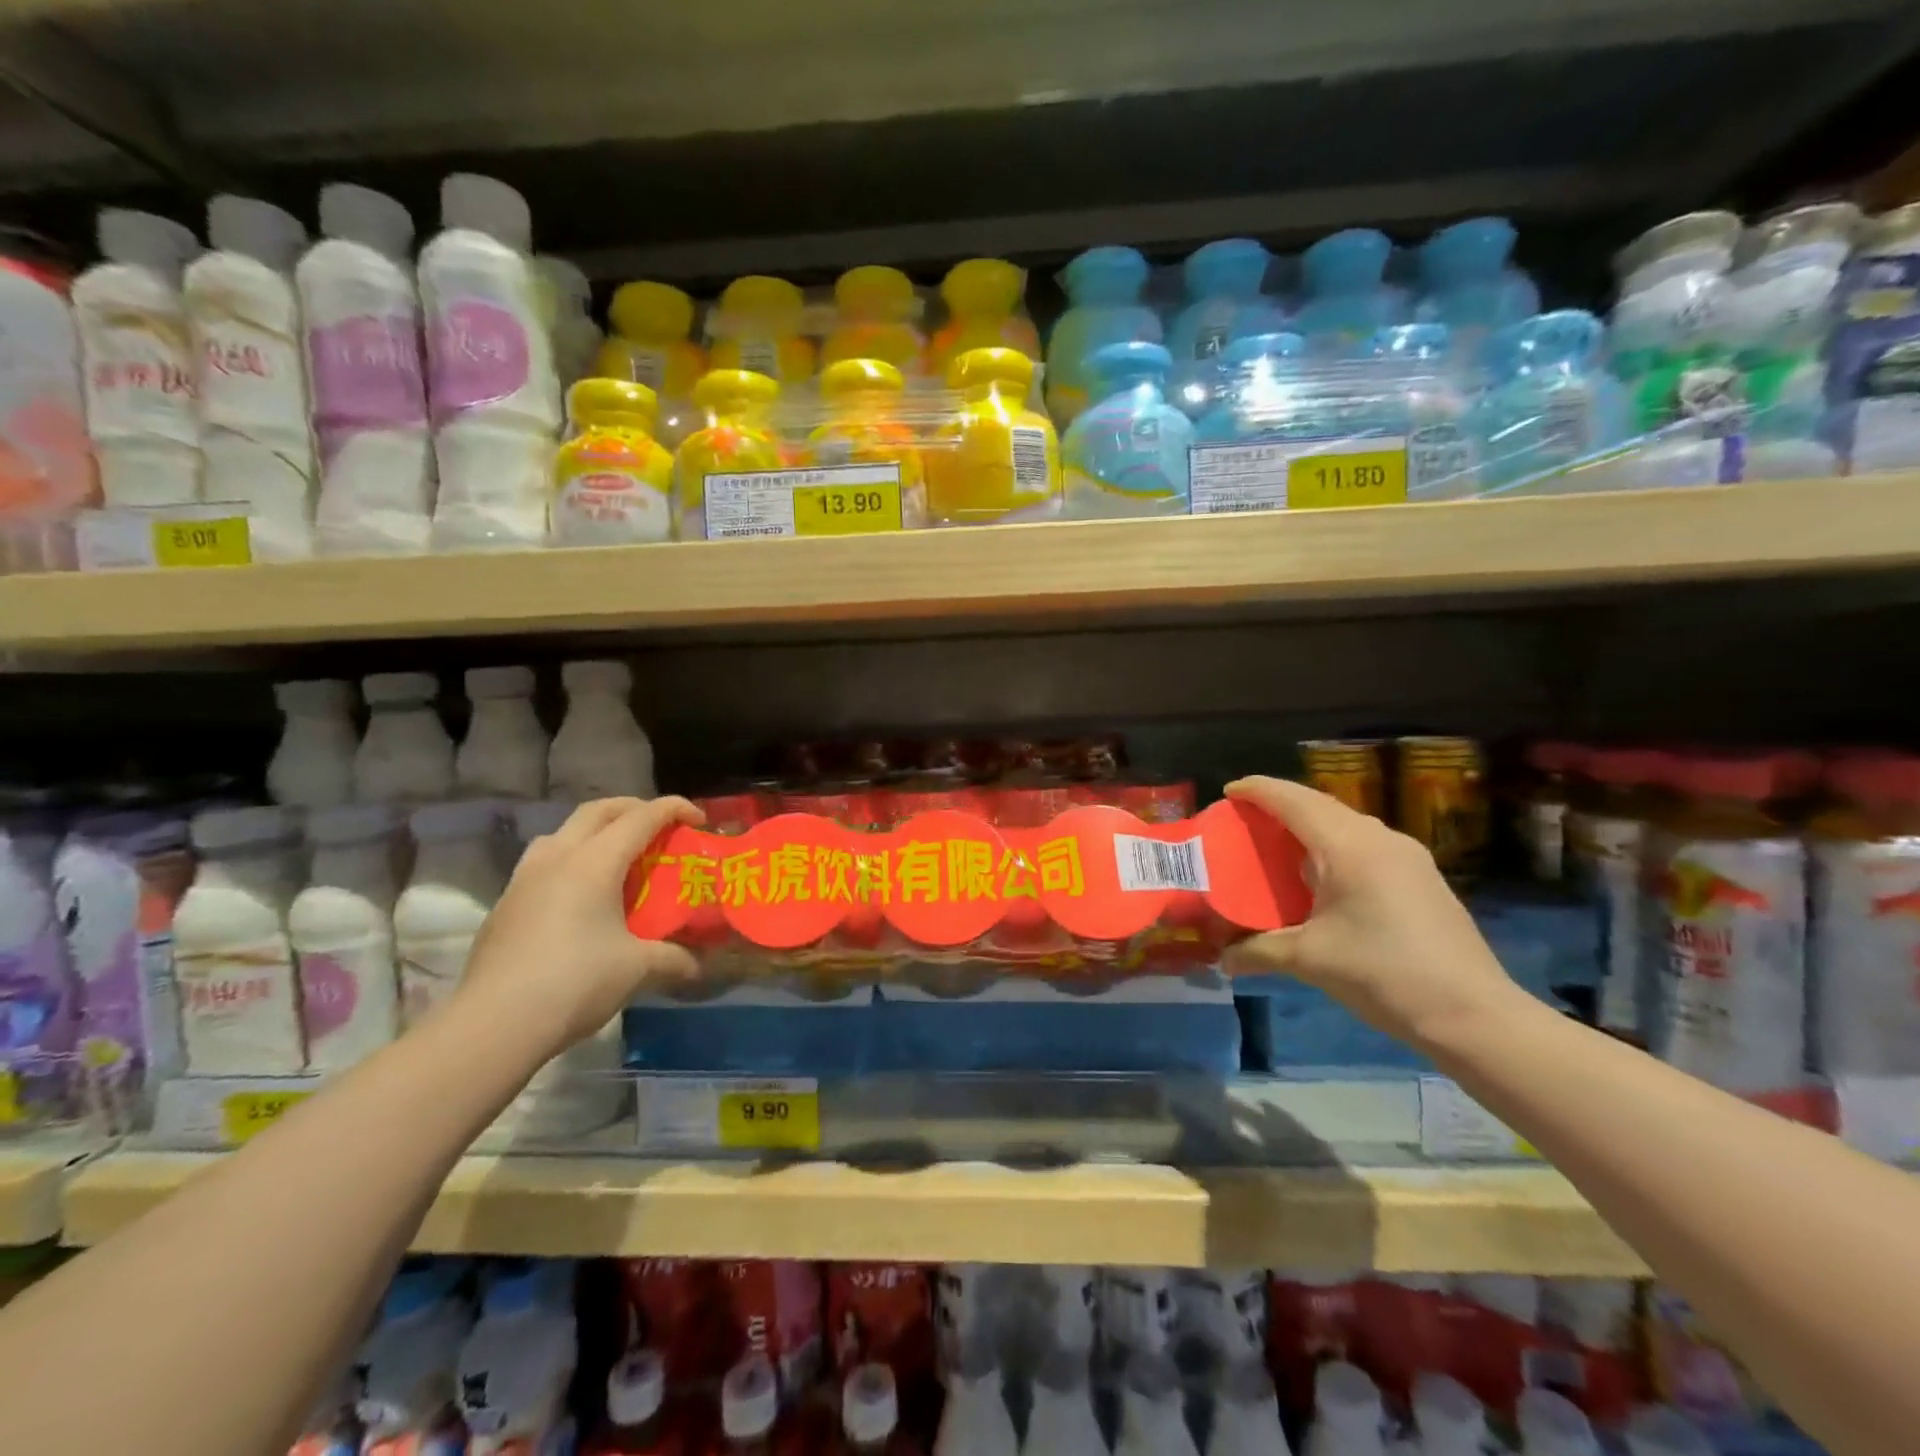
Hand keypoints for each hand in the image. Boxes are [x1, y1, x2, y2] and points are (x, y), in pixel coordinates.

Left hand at [455, 797, 704, 1058]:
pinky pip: (542, 863)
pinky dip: (570, 861)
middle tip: (660, 826)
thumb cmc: (574, 983)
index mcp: (594, 863)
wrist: (493, 1025)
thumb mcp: (637, 969)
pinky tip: (578, 897)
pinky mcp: (505, 905)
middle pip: (598, 811)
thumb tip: (702, 964)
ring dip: (595, 831)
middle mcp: (557, 858)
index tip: (699, 820)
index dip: (674, 809)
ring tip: (615, 856)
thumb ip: (675, 958)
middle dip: (634, 808)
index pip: (641, 817)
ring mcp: (524, 880)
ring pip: (562, 832)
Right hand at [1221, 776, 1520, 1051]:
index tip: (1229, 791)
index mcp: (1348, 847)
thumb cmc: (1383, 974)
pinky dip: (1333, 843)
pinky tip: (1322, 873)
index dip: (1258, 790)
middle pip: (1320, 804)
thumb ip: (1259, 951)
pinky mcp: (1421, 877)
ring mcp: (1407, 856)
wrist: (1473, 1015)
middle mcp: (1379, 839)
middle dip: (1281, 803)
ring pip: (1346, 822)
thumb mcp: (1310, 961)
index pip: (1294, 800)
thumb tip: (1222, 958)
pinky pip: (1365, 842)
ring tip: (1279, 841)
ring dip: (1310, 823)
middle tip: (1247, 816)